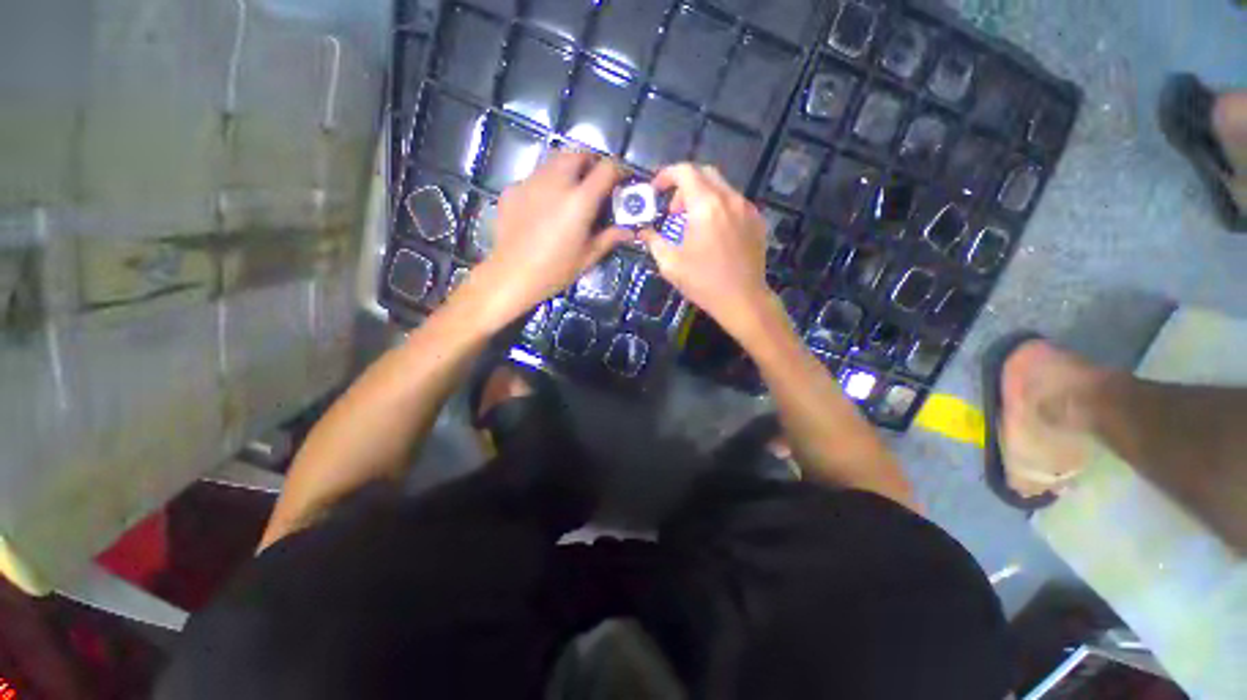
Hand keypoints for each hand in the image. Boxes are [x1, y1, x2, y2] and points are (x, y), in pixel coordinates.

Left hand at [466, 151, 631, 326]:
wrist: (511, 275)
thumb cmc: (554, 271)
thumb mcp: (587, 257)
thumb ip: (609, 238)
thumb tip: (628, 232)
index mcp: (579, 201)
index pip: (606, 168)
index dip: (619, 169)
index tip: (623, 178)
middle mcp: (556, 183)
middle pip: (578, 154)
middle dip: (591, 161)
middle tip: (596, 180)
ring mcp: (531, 183)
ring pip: (554, 160)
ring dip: (568, 167)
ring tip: (571, 189)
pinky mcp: (513, 189)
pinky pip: (535, 176)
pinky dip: (546, 182)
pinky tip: (545, 204)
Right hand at [641, 164, 774, 338]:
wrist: (743, 299)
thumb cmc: (703, 282)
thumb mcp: (670, 264)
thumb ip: (653, 241)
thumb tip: (642, 231)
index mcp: (706, 206)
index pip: (685, 171)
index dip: (666, 175)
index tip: (656, 191)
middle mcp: (729, 199)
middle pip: (705, 173)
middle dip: (684, 186)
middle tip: (674, 211)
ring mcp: (747, 209)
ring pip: (721, 187)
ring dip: (702, 197)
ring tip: (693, 225)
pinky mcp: (757, 221)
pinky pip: (735, 202)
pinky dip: (719, 207)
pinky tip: (713, 232)